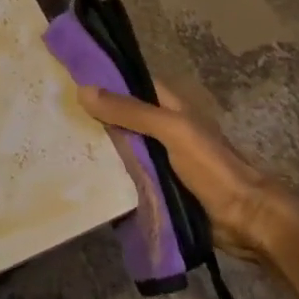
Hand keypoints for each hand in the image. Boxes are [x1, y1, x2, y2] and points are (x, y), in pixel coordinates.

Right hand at [77, 81, 298, 260]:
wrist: (244, 219)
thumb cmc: (212, 167)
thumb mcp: (171, 131)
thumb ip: (131, 112)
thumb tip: (84, 90)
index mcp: (170, 107)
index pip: (131, 84)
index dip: (103, 80)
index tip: (66, 79)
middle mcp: (162, 129)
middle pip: (122, 117)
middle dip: (93, 116)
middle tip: (53, 116)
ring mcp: (159, 159)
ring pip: (121, 146)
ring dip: (97, 147)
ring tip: (58, 144)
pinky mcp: (156, 186)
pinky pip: (125, 174)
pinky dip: (107, 174)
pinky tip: (81, 176)